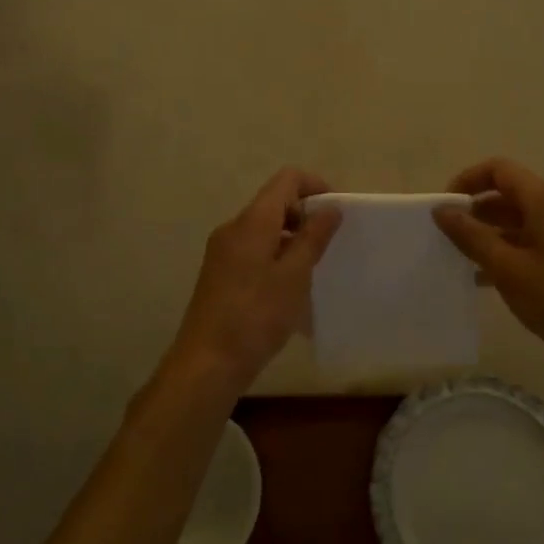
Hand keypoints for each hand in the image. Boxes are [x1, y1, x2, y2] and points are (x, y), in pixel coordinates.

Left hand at [166, 168, 341, 399]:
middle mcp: (233, 228)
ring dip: (291, 238)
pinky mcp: (219, 273)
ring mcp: (222, 251)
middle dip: (305, 215)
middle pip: (274, 202)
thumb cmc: (256, 316)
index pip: (286, 179)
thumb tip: (330, 208)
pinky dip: (275, 255)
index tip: (336, 212)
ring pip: (264, 228)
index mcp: (252, 221)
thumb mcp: (294, 276)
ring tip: (313, 269)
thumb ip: (313, 237)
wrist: (207, 363)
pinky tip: (288, 288)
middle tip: (329, 244)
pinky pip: (253, 249)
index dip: (315, 186)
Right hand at [433, 158, 543, 371]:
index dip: (468, 180)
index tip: (445, 207)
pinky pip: (529, 242)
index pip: (499, 170)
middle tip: (447, 235)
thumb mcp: (507, 268)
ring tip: (459, 258)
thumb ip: (471, 236)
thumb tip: (441, 209)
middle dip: (475, 209)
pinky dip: (505, 251)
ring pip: (517, 221)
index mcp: (543, 201)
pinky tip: (483, 279)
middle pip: (507, 194)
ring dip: (488, 233)